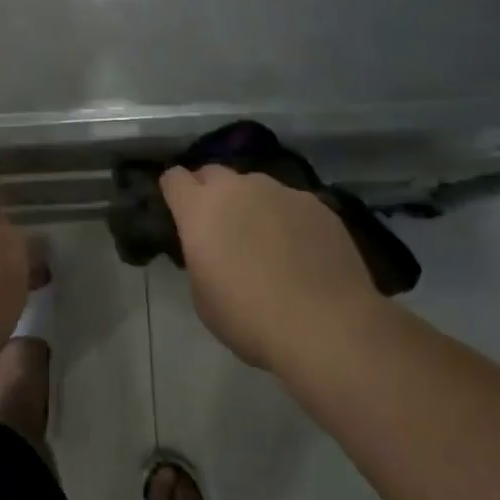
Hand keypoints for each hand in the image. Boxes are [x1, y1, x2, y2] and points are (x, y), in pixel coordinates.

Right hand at [160, 165, 378, 371]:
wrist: (326, 326)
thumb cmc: (250, 319)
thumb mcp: (203, 297)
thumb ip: (199, 257)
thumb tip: (210, 248)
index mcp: (200, 208)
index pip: (174, 178)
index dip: (174, 193)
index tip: (179, 212)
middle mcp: (237, 187)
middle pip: (213, 173)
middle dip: (210, 192)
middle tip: (220, 227)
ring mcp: (279, 191)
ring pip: (255, 186)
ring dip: (252, 204)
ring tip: (267, 240)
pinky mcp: (315, 203)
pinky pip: (290, 203)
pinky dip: (288, 219)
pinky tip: (302, 251)